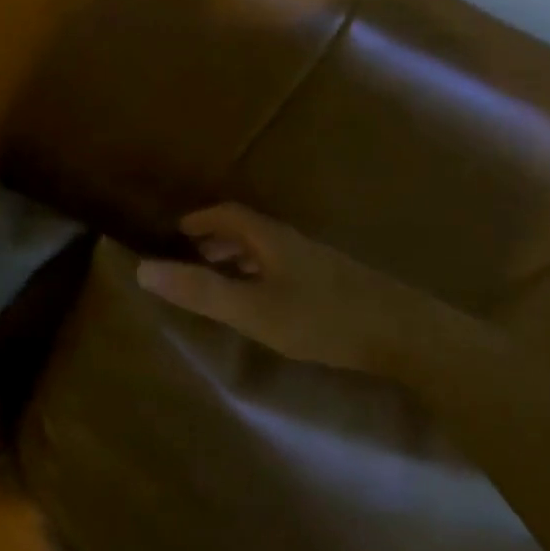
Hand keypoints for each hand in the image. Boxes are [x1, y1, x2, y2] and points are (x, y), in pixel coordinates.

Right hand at [135, 203, 452, 372]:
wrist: (405, 335)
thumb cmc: (322, 318)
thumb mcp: (252, 309)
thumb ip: (200, 290)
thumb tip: (143, 268)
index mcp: (272, 240)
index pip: (229, 215)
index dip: (201, 219)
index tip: (177, 229)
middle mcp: (294, 244)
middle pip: (249, 230)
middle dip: (218, 239)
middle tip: (193, 256)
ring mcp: (319, 264)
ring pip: (270, 251)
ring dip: (241, 257)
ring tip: (223, 278)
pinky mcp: (337, 286)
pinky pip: (286, 268)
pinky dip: (263, 274)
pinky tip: (269, 301)